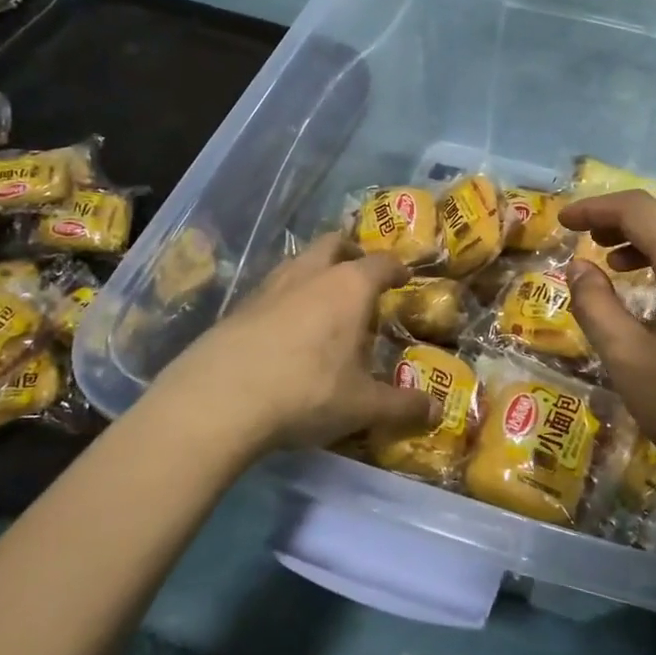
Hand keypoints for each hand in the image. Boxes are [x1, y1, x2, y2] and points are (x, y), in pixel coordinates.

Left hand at [148, 233, 434, 456]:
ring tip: (324, 301)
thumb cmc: (307, 392)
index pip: (381, 263)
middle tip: (361, 275)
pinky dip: (287, 297)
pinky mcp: (239, 306)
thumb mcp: (362, 406)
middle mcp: (311, 274)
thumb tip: (435, 410)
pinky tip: (286, 329)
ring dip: (315, 271)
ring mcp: (270, 286)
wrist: (219, 399)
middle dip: (350, 252)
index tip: (404, 279)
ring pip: (299, 261)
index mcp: (349, 287)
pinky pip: (272, 288)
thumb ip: (402, 406)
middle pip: (333, 244)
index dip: (396, 269)